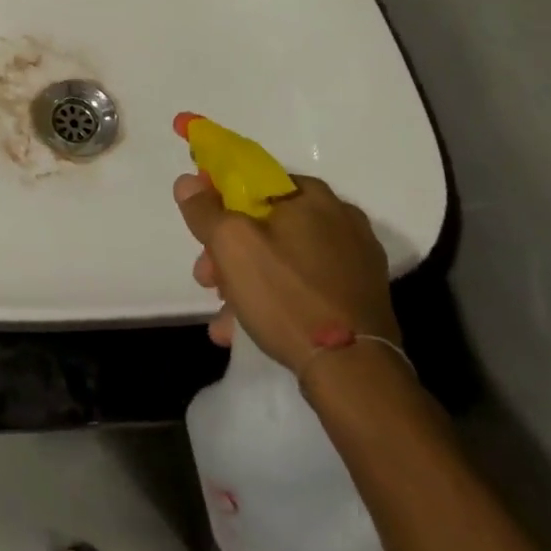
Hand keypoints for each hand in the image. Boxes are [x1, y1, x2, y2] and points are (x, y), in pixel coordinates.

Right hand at [174, 172, 398, 368]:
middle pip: (265, 222)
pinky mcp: (361, 297)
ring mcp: (355, 260)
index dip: (218, 195)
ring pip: (283, 258)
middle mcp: (340, 219)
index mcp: (311, 195)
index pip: (253, 178)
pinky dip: (276, 298)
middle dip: (228, 249)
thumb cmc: (287, 295)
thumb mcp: (231, 245)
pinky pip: (305, 285)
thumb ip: (205, 209)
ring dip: (246, 280)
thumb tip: (188, 182)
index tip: (200, 222)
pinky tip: (248, 327)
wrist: (355, 373)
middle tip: (207, 277)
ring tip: (224, 317)